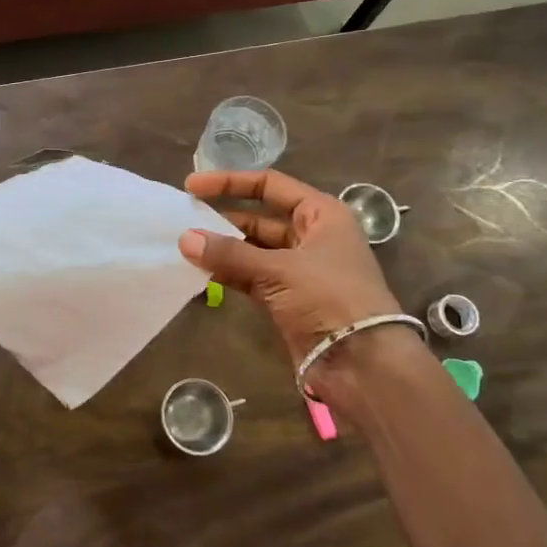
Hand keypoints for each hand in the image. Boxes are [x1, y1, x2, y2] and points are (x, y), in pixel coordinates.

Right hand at [179, 170, 401, 372]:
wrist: (363, 364)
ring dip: (222, 249)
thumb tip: (184, 238)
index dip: (231, 183)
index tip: (192, 186)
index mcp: (321, 214)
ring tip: (184, 246)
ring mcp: (298, 270)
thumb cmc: (330, 299)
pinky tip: (199, 271)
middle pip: (259, 218)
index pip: (270, 185)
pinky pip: (250, 277)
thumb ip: (230, 253)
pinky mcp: (287, 299)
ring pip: (252, 250)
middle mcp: (311, 236)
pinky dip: (227, 273)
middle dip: (222, 219)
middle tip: (182, 219)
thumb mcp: (280, 270)